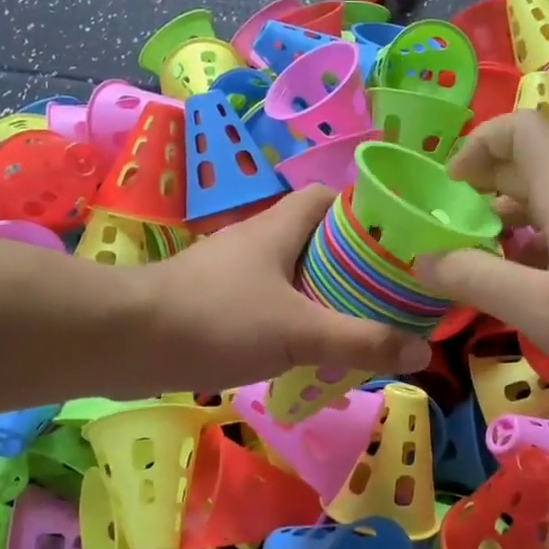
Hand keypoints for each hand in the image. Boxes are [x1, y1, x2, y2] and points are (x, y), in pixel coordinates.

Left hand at [132, 186, 432, 392]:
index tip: (395, 242)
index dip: (364, 212)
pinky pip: (265, 301)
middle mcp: (256, 240)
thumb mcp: (300, 332)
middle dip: (350, 262)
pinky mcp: (212, 300)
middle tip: (385, 293)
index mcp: (280, 227)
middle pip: (314, 238)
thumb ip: (361, 341)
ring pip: (289, 273)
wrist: (126, 340)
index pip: (328, 197)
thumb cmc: (218, 319)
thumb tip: (421, 350)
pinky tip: (302, 350)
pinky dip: (289, 318)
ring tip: (354, 325)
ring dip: (320, 294)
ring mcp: (230, 270)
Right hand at [415, 112, 548, 388]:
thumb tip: (422, 259)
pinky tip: (525, 288)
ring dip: (504, 223)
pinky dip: (531, 247)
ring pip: (544, 203)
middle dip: (481, 189)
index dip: (477, 143)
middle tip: (451, 230)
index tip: (451, 187)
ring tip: (478, 264)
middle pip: (526, 166)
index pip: (520, 128)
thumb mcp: (537, 306)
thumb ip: (474, 278)